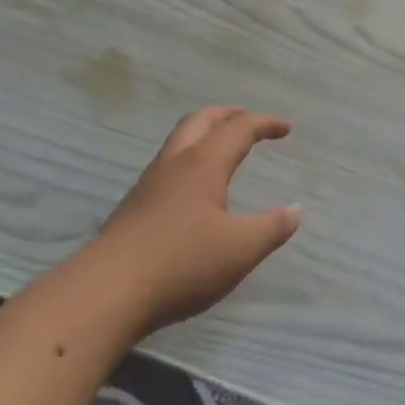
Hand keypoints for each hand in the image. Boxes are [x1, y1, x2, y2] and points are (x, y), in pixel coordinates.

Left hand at [87, 107, 301, 336]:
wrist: (109, 290)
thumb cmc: (182, 263)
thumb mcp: (239, 249)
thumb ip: (271, 228)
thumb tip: (295, 210)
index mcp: (203, 164)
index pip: (238, 129)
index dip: (264, 123)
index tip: (286, 128)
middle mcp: (175, 163)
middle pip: (200, 121)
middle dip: (227, 115)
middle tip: (248, 119)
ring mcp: (150, 183)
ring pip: (179, 141)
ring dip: (204, 133)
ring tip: (222, 147)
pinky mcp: (135, 206)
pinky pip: (167, 165)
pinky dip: (189, 159)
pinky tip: (193, 187)